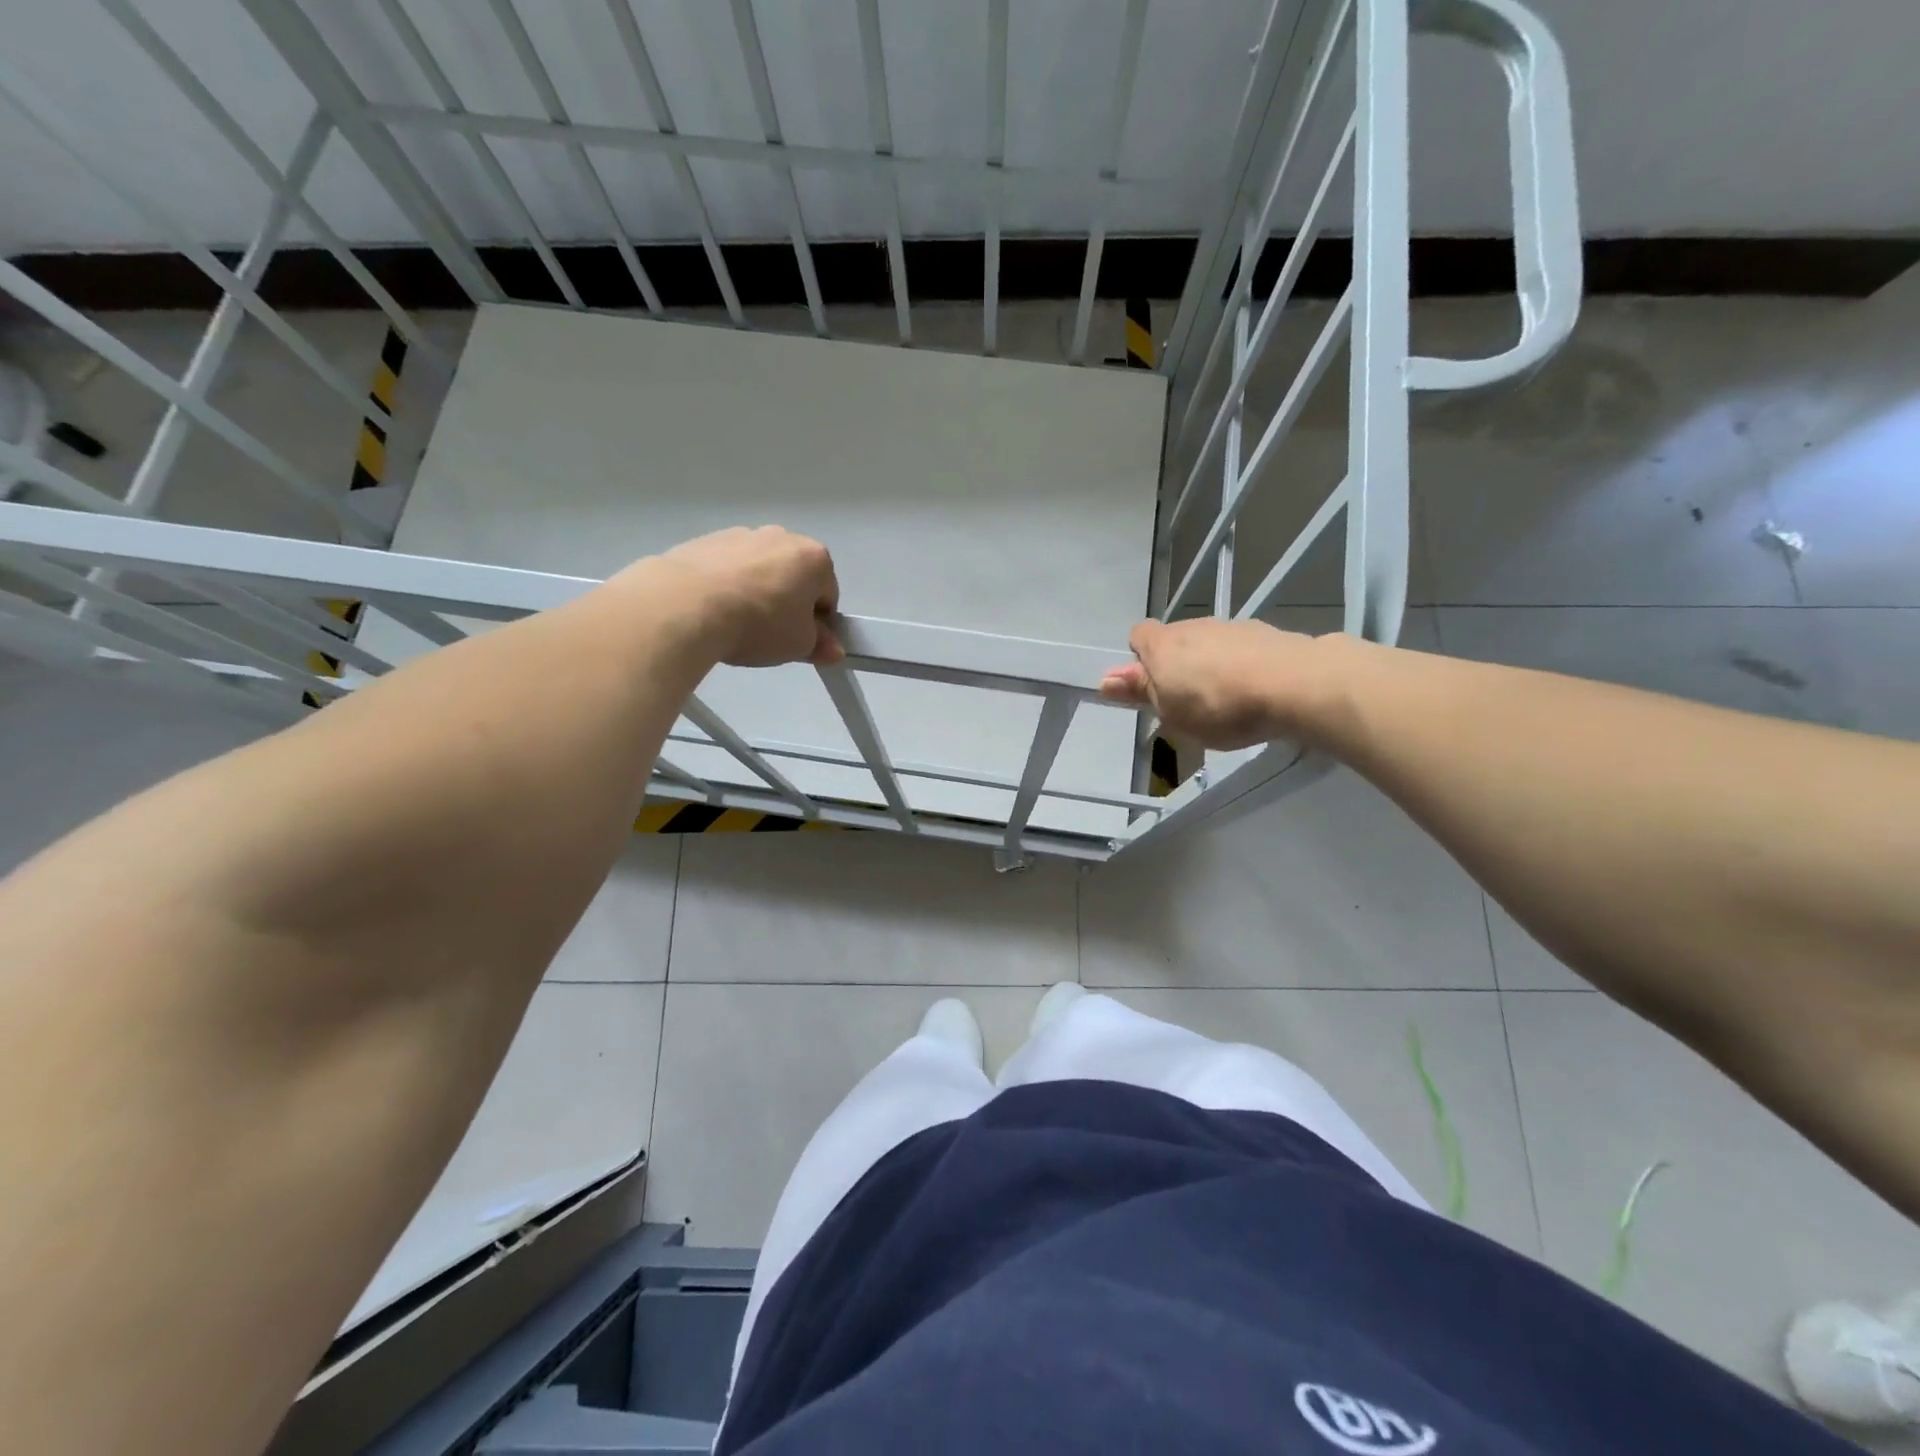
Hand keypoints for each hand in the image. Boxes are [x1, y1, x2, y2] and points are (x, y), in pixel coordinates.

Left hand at [650, 526, 842, 667]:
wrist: (688, 604)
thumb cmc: (759, 623)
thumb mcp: (799, 645)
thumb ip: (821, 645)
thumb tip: (833, 649)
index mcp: (814, 558)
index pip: (828, 594)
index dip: (818, 623)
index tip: (801, 641)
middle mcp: (782, 536)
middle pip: (793, 576)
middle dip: (787, 601)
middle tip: (770, 634)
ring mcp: (741, 534)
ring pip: (759, 569)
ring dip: (756, 591)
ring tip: (736, 623)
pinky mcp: (706, 540)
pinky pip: (726, 567)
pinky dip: (726, 584)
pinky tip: (713, 610)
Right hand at [1099, 618, 1331, 749]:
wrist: (1292, 684)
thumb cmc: (1217, 705)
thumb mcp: (1170, 712)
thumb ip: (1140, 693)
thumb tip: (1104, 681)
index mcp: (1162, 645)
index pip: (1138, 635)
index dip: (1140, 658)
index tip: (1151, 687)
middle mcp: (1193, 627)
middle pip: (1175, 640)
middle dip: (1177, 665)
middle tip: (1188, 702)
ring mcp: (1230, 626)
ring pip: (1209, 644)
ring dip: (1211, 665)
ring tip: (1226, 701)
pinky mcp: (1264, 632)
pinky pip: (1241, 649)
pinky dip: (1241, 665)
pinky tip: (1255, 692)